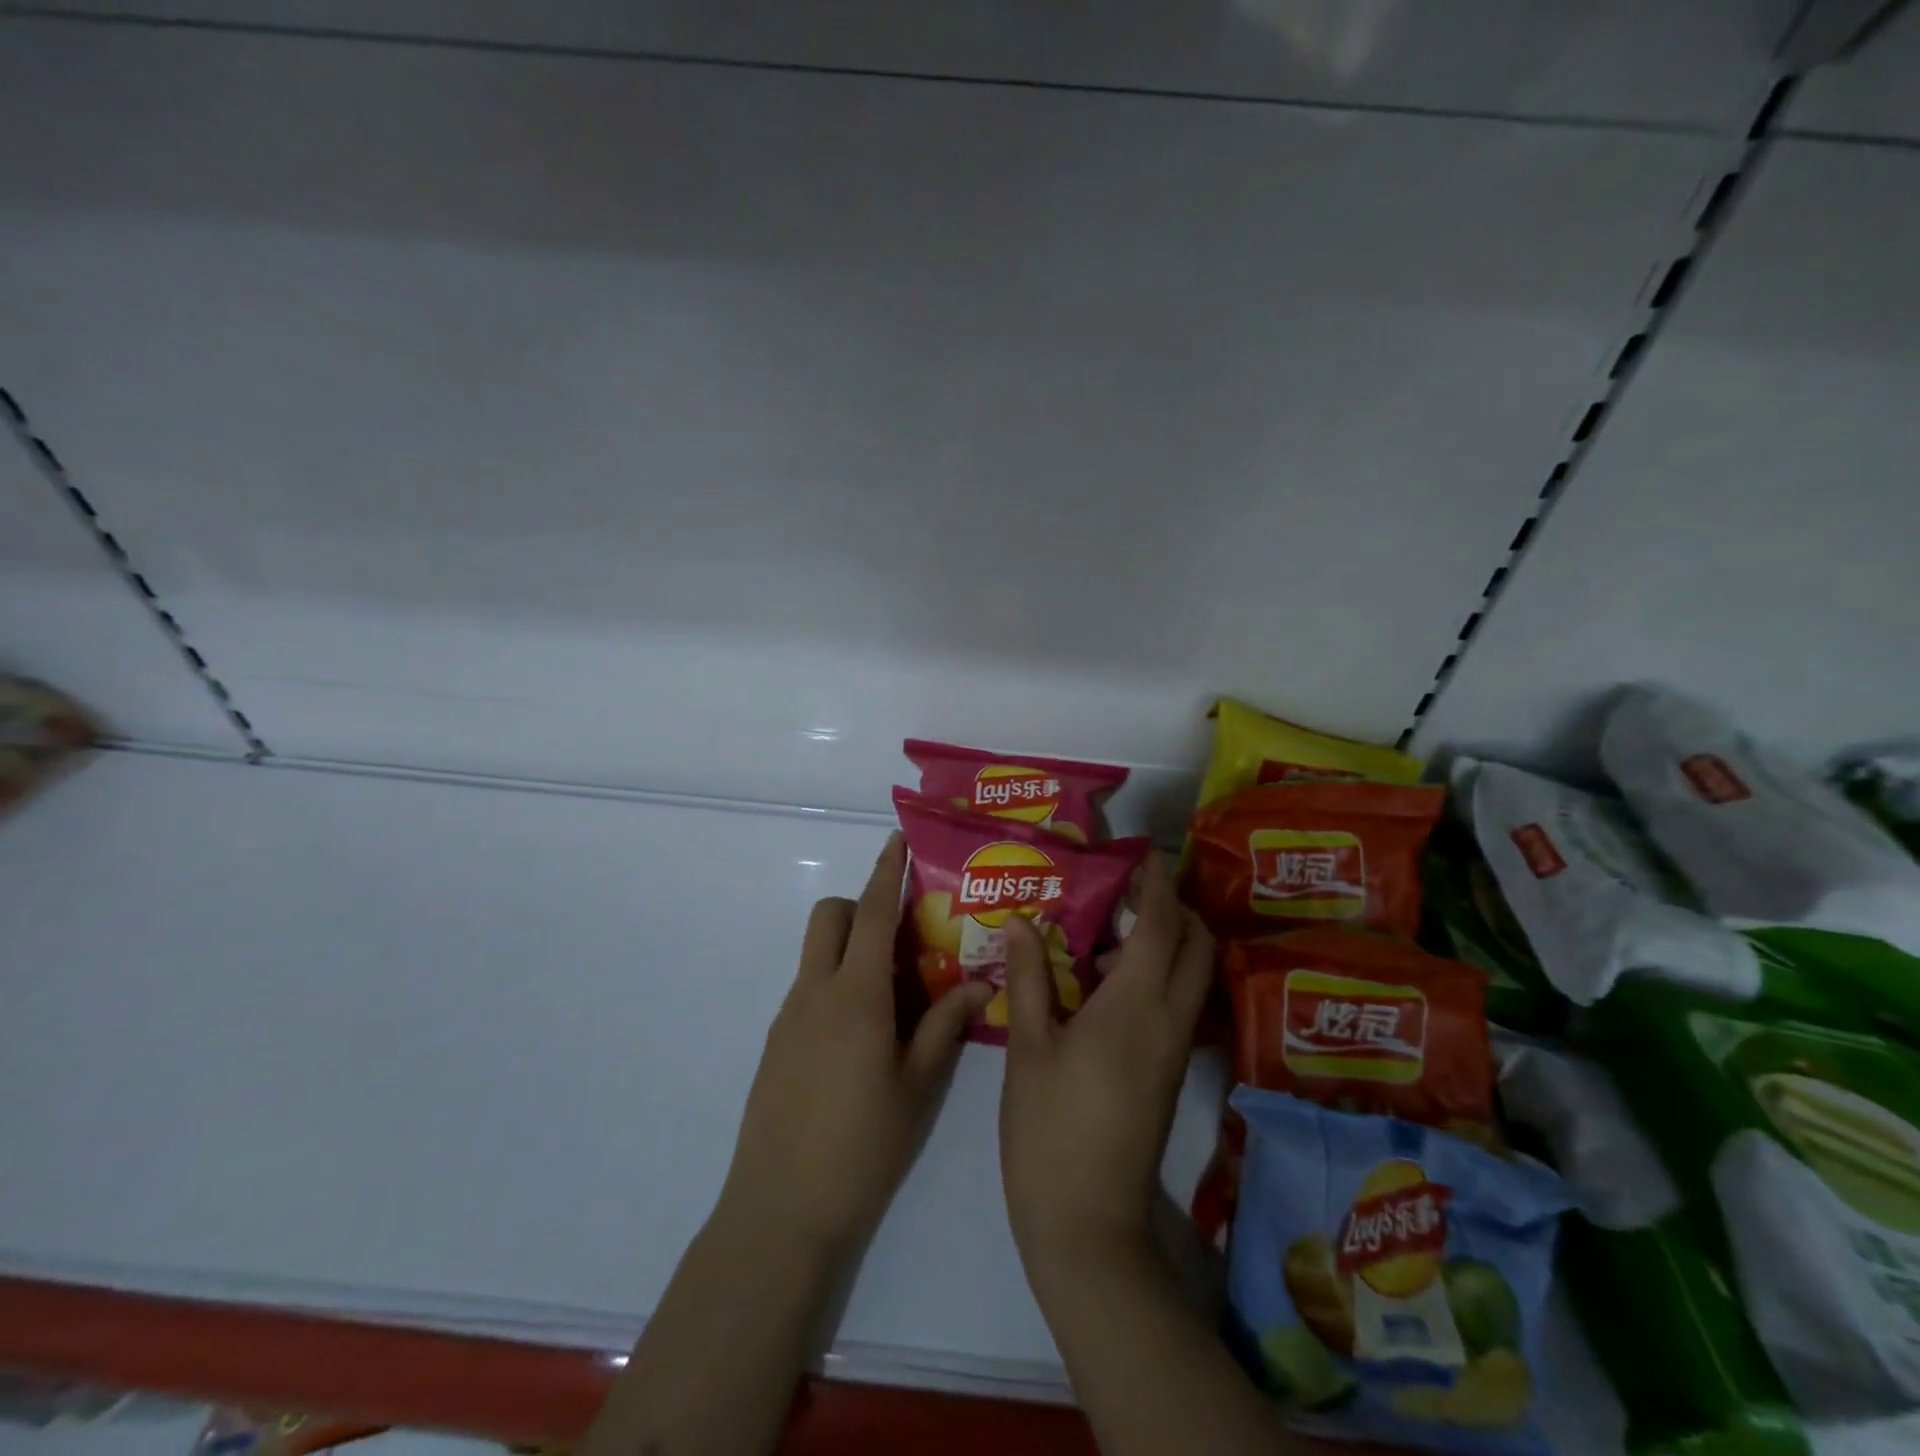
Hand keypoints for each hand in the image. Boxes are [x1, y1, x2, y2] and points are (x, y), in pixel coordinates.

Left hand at [720, 831, 992, 1256]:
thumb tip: (978, 982)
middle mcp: (815, 993)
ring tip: (894, 992)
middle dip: (861, 906)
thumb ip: (945, 1025)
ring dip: (850, 948)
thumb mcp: (918, 1086)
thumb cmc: (862, 1147)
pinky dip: (836, 983)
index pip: (870, 913)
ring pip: (817, 953)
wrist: (780, 1211)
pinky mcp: (776, 1043)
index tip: (896, 840)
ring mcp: (789, 1017)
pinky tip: (864, 1034)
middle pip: (830, 918)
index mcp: (856, 996)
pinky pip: (809, 988)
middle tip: (903, 936)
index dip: (885, 872)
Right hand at [999, 854, 1212, 1284]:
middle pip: (1198, 946)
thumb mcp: (1028, 1046)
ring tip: (1113, 930)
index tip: (1144, 854)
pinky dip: (1161, 975)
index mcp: (1134, 1007)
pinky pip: (1178, 1004)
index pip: (1162, 926)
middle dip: (1177, 908)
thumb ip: (1029, 977)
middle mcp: (1168, 1021)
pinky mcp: (1168, 1073)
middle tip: (1132, 890)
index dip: (1157, 885)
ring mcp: (1173, 1050)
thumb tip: (1021, 921)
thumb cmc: (1050, 1128)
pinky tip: (1108, 982)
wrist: (1088, 1222)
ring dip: (1170, 942)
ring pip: (1193, 976)